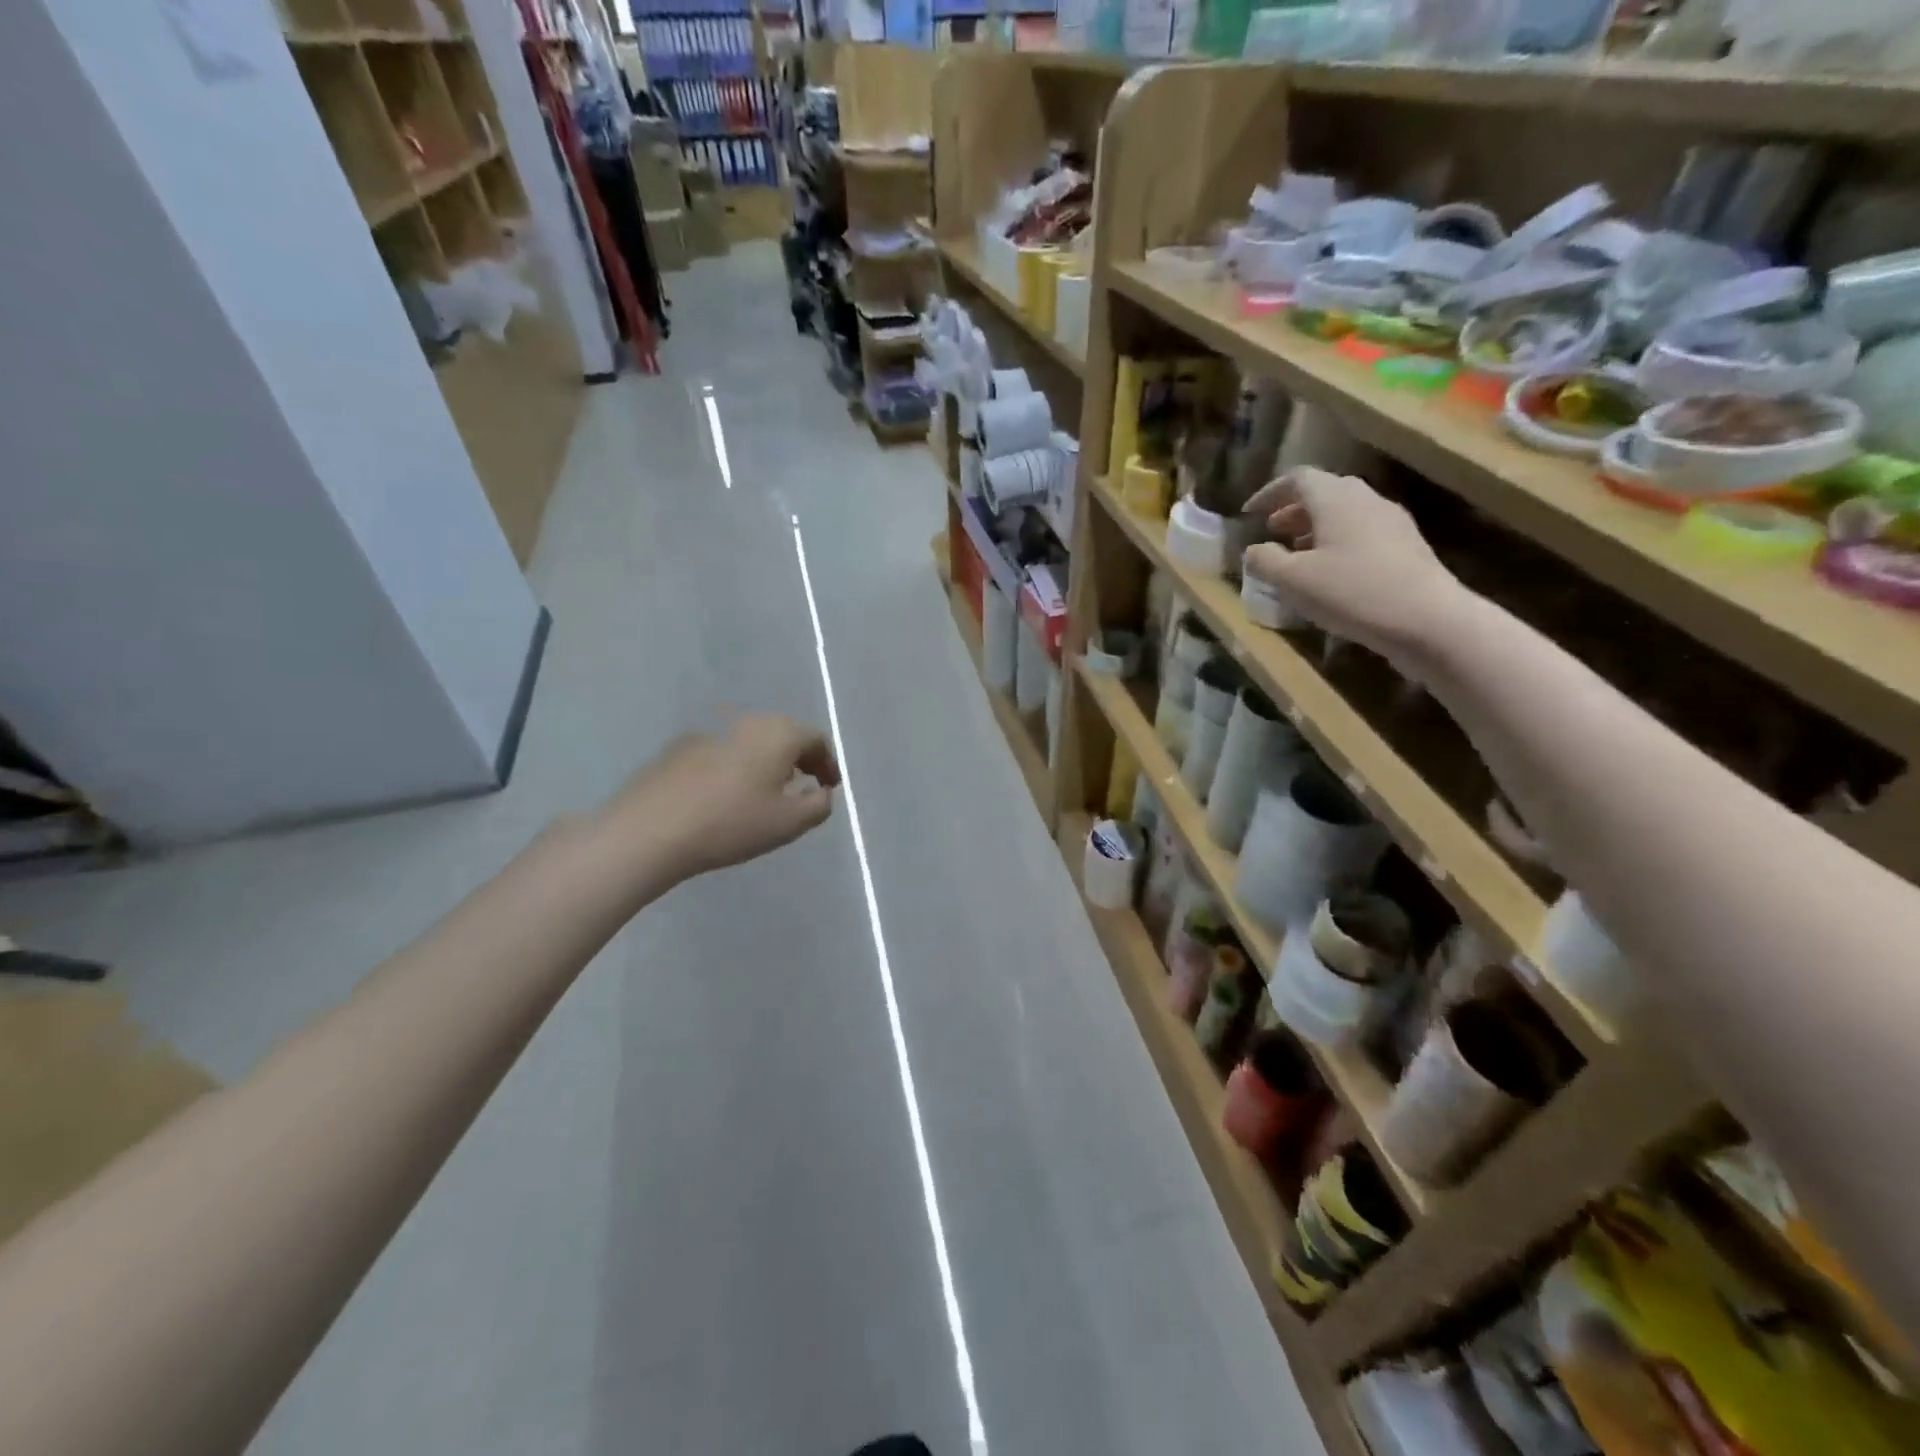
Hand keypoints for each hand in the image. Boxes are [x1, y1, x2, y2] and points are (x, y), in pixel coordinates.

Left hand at [602, 714, 840, 883]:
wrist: (651, 830)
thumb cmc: (731, 823)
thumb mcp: (789, 823)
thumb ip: (818, 805)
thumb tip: (821, 792)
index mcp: (778, 733)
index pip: (816, 738)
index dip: (829, 763)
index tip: (829, 788)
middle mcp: (746, 721)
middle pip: (783, 734)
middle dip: (799, 758)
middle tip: (803, 786)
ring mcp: (709, 731)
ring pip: (750, 741)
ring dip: (765, 761)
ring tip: (765, 792)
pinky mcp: (679, 748)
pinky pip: (722, 752)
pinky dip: (735, 767)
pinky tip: (726, 795)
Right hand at [1242, 469, 1461, 661]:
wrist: (1427, 619)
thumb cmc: (1351, 592)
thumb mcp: (1293, 581)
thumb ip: (1265, 561)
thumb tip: (1253, 550)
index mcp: (1335, 499)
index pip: (1298, 479)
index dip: (1269, 493)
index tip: (1249, 513)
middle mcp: (1366, 500)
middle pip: (1325, 492)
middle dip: (1293, 510)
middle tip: (1272, 532)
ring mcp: (1391, 522)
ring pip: (1345, 513)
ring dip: (1316, 528)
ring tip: (1297, 554)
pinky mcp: (1407, 546)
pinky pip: (1363, 532)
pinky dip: (1338, 542)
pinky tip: (1331, 572)